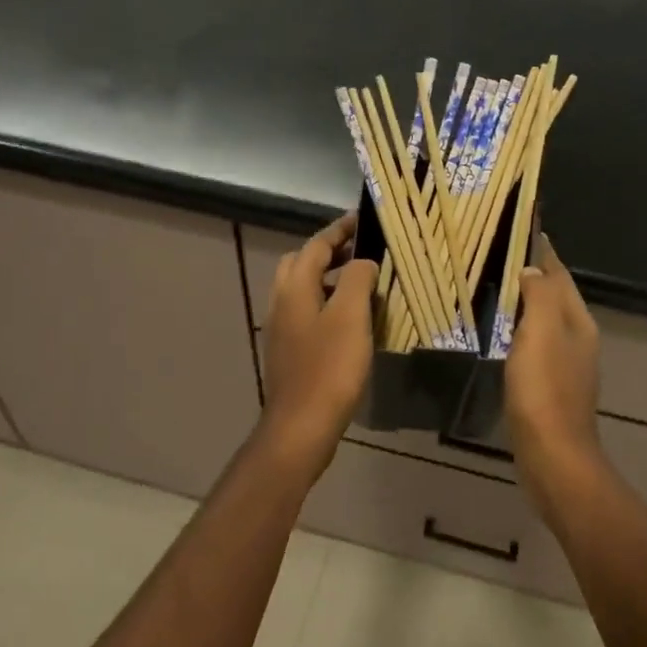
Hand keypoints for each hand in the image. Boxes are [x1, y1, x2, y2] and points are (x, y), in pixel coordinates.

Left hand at [257, 212, 377, 477]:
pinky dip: (328, 305)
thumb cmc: (329, 367)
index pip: (316, 245)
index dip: (340, 231)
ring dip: (330, 280)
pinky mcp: (289, 352)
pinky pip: (308, 314)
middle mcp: (282, 302)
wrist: (301, 425)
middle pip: (301, 264)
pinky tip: (351, 323)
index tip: (364, 221)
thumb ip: (358, 279)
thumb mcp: (351, 316)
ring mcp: (282, 329)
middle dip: (330, 253)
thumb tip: (362, 262)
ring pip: (304, 290)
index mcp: (294, 287)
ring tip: (363, 286)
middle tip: (362, 253)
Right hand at [506, 235, 604, 499]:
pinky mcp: (549, 388)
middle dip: (531, 275)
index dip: (541, 252)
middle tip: (494, 257)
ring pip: (544, 322)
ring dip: (524, 304)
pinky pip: (533, 346)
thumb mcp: (541, 333)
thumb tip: (533, 269)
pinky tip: (498, 335)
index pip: (560, 275)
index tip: (517, 230)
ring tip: (492, 289)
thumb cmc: (544, 390)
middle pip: (554, 296)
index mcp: (578, 322)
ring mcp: (565, 366)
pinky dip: (518, 332)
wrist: (552, 456)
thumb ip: (539, 296)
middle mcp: (577, 339)